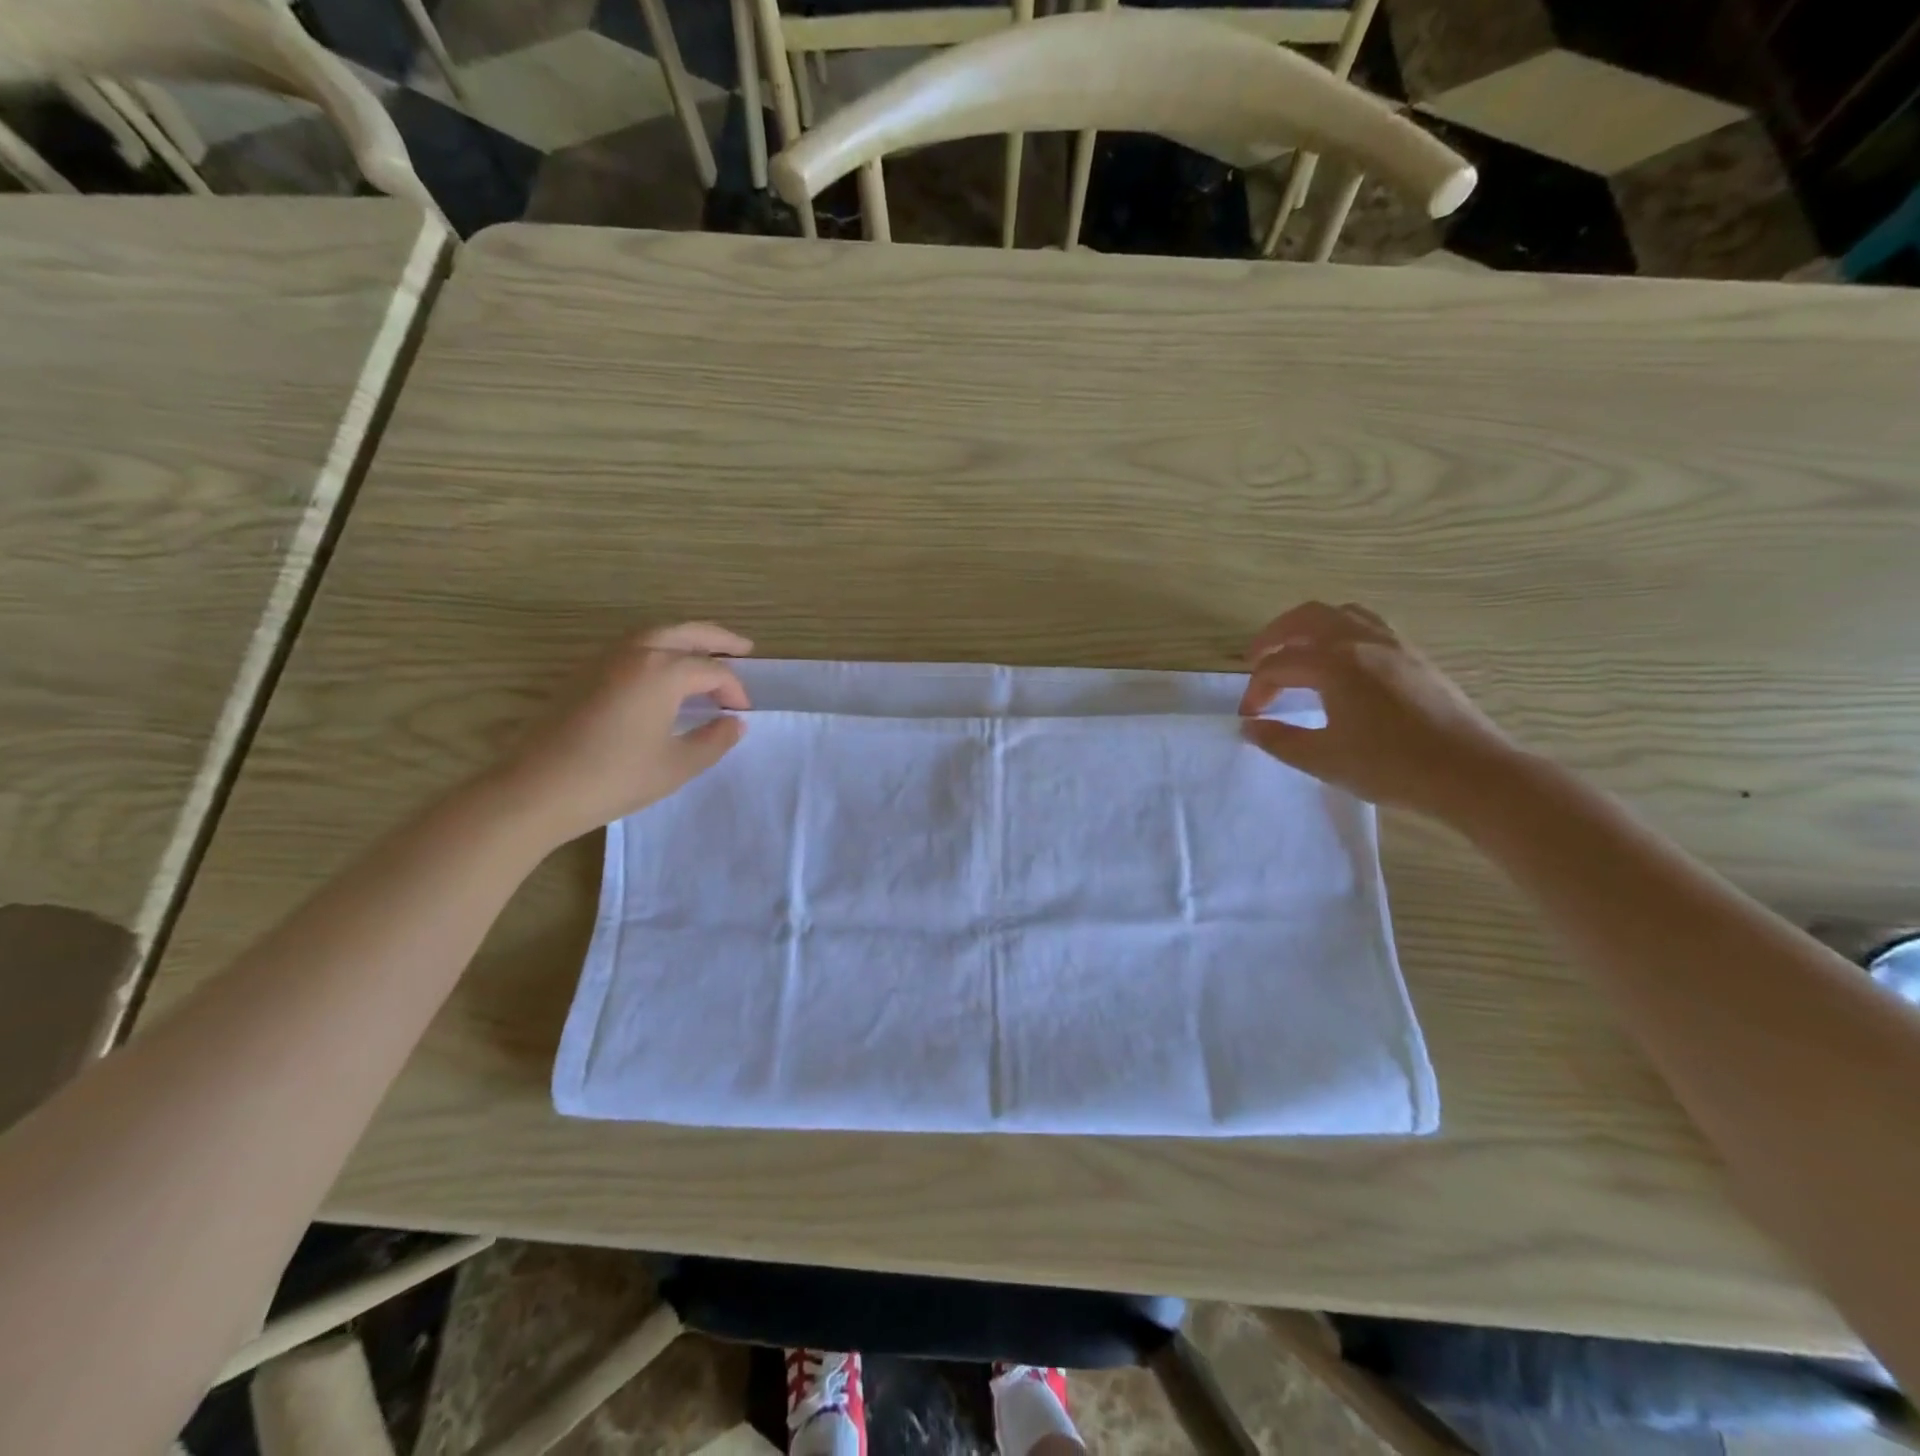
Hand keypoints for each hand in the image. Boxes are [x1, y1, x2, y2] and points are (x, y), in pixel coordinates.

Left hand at [496, 623, 751, 844]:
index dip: (734, 689)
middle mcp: (635, 652)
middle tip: (744, 648)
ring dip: (685, 639)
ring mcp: (604, 659)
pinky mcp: (583, 673)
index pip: (712, 670)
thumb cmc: (614, 778)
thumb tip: (734, 722)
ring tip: (705, 654)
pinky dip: (658, 649)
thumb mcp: (677, 766)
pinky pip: (631, 647)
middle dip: (717, 638)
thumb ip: (714, 740)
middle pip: (685, 632)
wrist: (536, 789)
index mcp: (662, 671)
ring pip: (654, 634)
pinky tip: (662, 672)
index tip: (742, 712)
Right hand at [1239, 601, 1515, 820]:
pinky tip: (1341, 662)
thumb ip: (1280, 740)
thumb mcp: (1324, 759)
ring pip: (1340, 614)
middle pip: (1305, 618)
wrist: (1470, 773)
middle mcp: (1361, 641)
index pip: (1278, 665)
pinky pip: (1368, 625)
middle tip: (1256, 661)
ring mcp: (1393, 644)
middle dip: (1273, 637)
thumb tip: (1250, 727)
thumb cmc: (1391, 766)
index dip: (1256, 690)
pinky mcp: (1415, 656)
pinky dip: (1341, 632)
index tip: (1250, 718)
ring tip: (1296, 652)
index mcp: (1334, 664)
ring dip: (1309, 627)